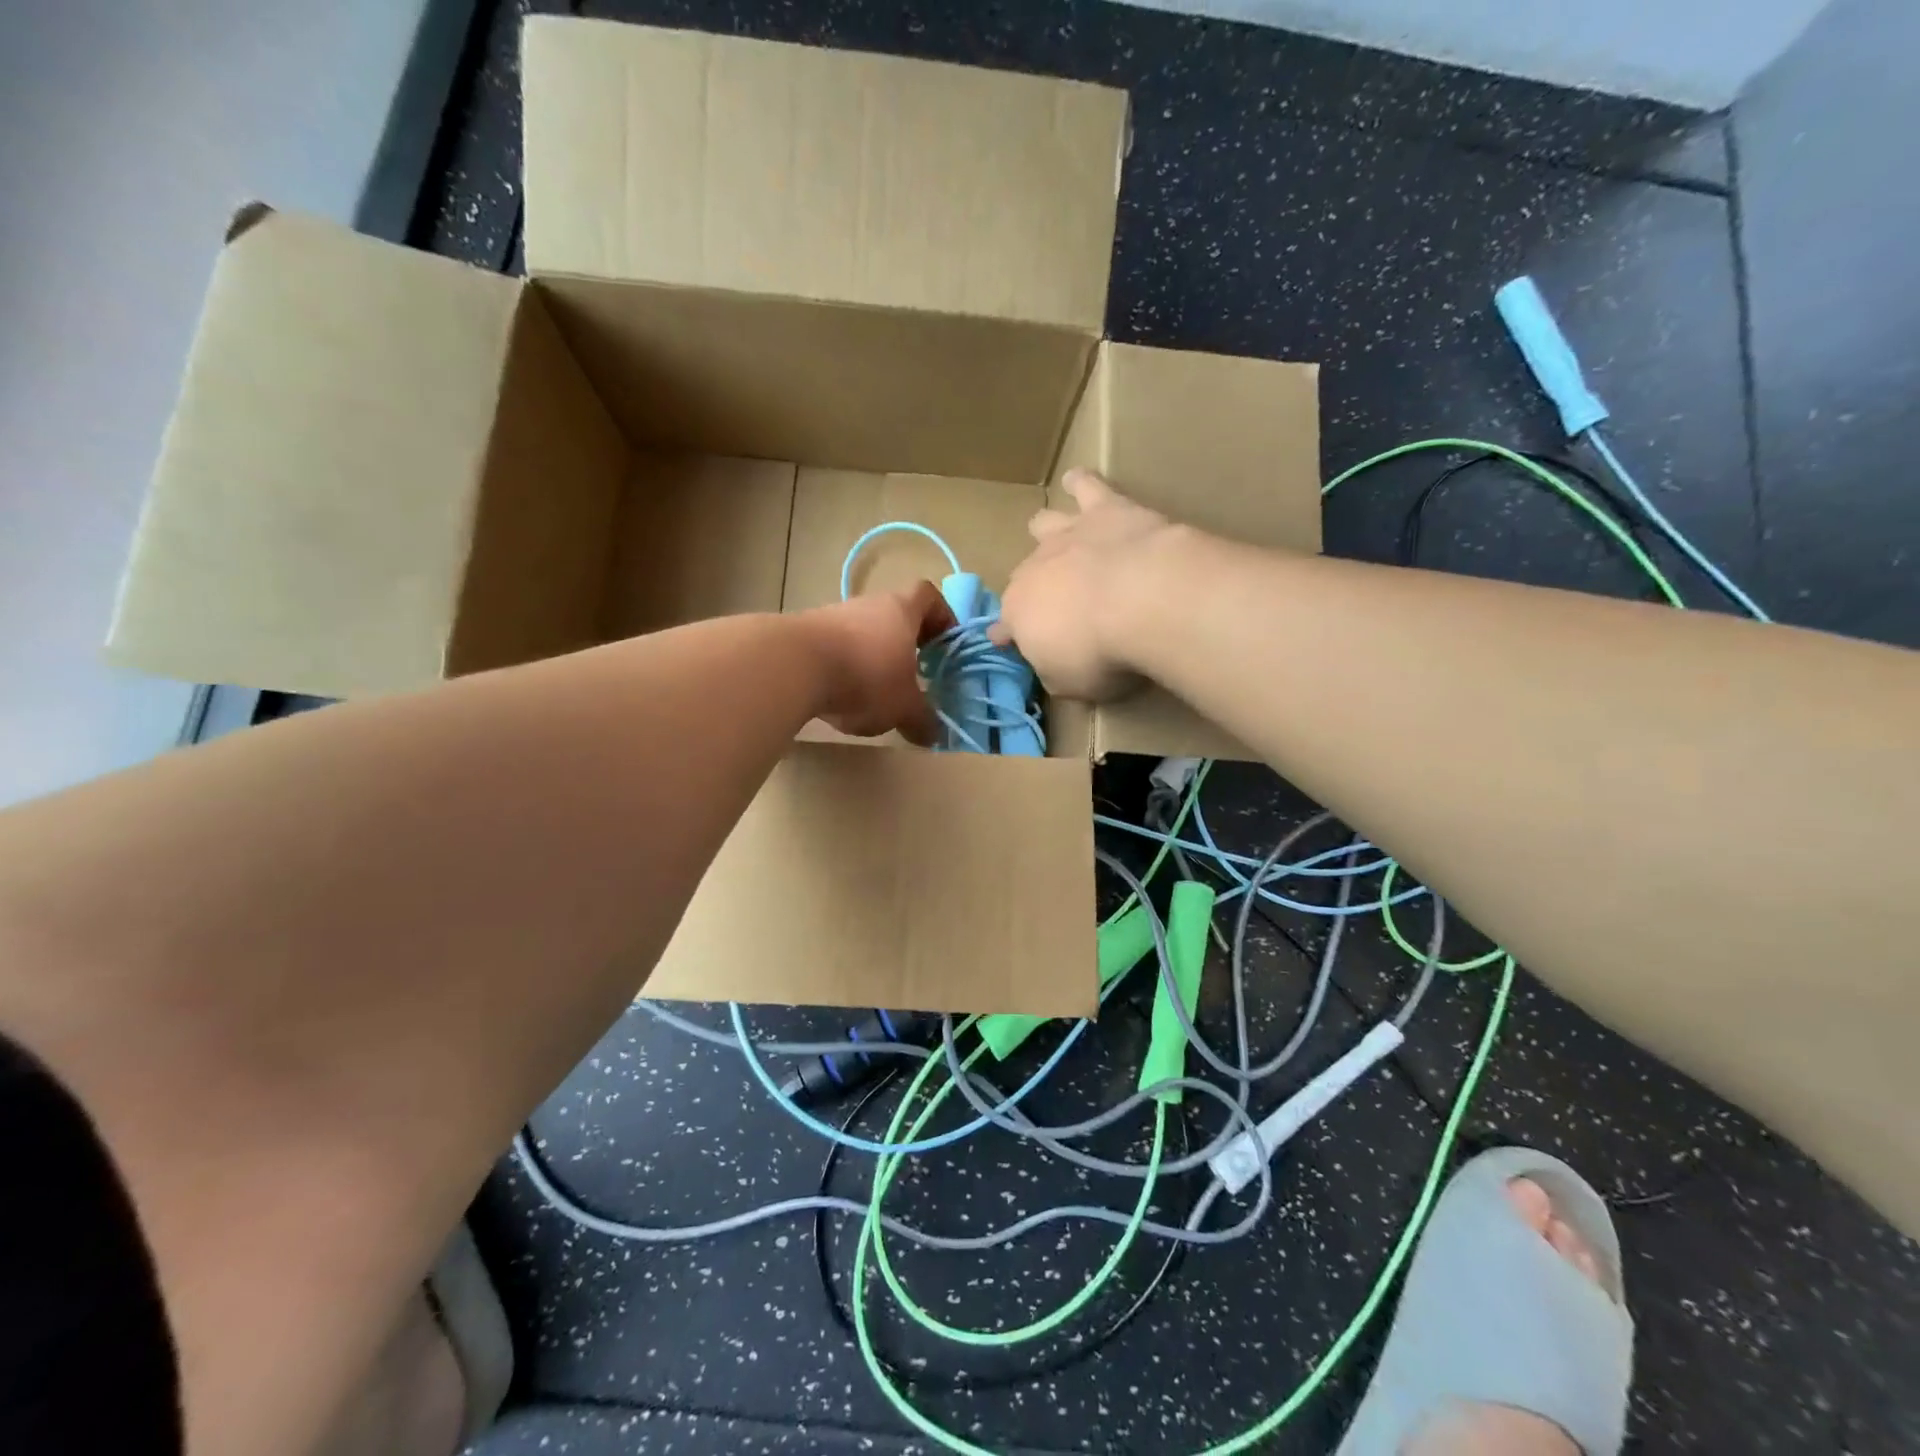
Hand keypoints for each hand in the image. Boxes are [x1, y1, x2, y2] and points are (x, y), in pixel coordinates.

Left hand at [801, 582, 955, 745]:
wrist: (791, 666)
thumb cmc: (864, 677)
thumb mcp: (903, 706)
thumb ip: (922, 720)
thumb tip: (934, 734)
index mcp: (901, 610)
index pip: (928, 596)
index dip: (942, 616)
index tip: (945, 644)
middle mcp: (868, 605)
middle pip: (894, 615)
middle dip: (907, 643)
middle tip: (915, 674)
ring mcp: (833, 616)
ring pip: (863, 632)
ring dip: (873, 657)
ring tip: (876, 693)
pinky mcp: (805, 634)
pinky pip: (835, 648)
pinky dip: (844, 668)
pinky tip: (841, 697)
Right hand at [992, 470, 1172, 700]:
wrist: (1145, 601)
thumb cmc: (1103, 654)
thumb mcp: (1072, 686)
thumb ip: (1056, 674)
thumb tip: (1052, 668)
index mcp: (1018, 615)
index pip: (1005, 627)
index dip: (1011, 637)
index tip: (1015, 646)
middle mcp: (1033, 570)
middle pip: (1024, 576)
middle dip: (1034, 590)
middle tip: (1058, 606)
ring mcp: (1067, 535)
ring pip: (1043, 525)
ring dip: (1047, 533)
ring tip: (1059, 538)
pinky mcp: (1105, 508)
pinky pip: (1086, 486)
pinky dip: (1081, 482)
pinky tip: (1079, 479)